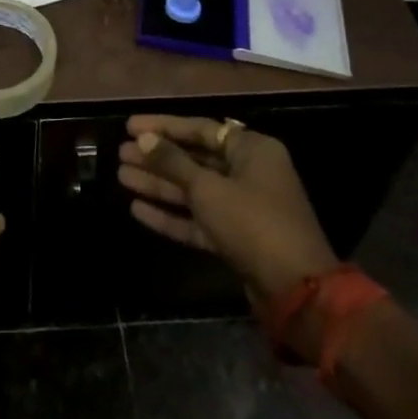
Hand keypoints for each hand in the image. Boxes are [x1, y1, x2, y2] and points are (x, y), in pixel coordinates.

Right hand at [117, 115, 336, 312]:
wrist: (296, 291)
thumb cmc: (253, 223)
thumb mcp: (208, 189)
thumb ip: (173, 162)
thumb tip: (143, 138)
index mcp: (252, 150)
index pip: (201, 129)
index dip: (164, 126)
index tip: (130, 126)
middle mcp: (250, 173)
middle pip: (196, 160)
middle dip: (158, 158)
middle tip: (121, 154)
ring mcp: (244, 208)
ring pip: (194, 190)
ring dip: (160, 185)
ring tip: (122, 177)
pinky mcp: (237, 238)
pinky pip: (199, 219)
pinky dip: (172, 215)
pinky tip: (138, 209)